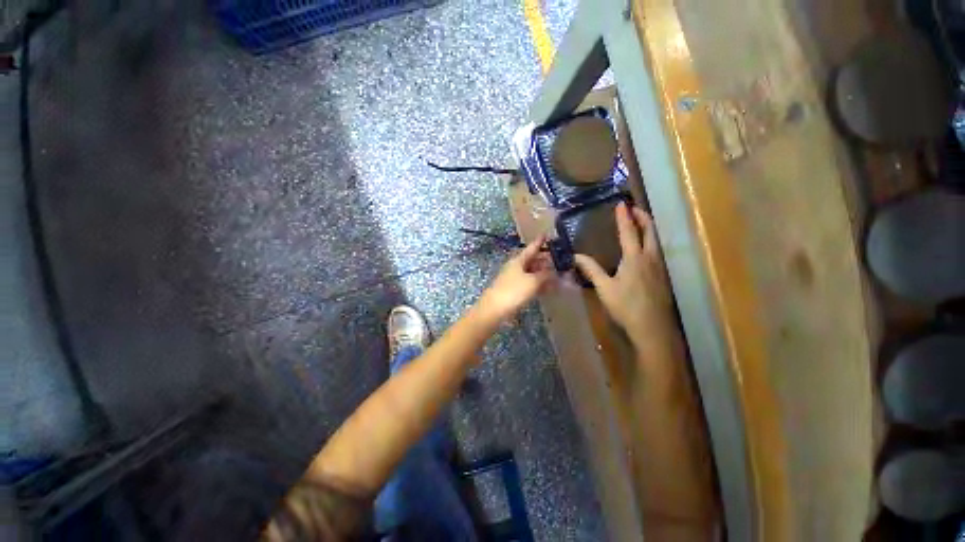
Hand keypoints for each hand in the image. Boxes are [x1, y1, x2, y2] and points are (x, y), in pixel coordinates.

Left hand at [477, 235, 555, 322]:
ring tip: (557, 277)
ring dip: (543, 274)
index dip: (540, 241)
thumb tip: (554, 272)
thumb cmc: (513, 291)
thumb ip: (546, 275)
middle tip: (559, 262)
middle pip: (532, 260)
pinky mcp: (513, 290)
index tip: (546, 234)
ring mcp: (514, 279)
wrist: (494, 309)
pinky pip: (529, 283)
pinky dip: (538, 284)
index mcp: (519, 260)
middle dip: (545, 261)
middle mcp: (516, 267)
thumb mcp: (533, 281)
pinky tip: (547, 289)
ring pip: (531, 273)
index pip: (532, 248)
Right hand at [574, 203, 673, 340]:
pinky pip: (656, 251)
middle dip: (642, 217)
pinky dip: (650, 241)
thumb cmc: (625, 306)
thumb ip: (591, 269)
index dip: (624, 217)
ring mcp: (658, 267)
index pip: (629, 232)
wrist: (652, 328)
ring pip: (656, 241)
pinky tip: (644, 249)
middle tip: (634, 208)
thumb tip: (575, 256)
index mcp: (634, 258)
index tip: (621, 203)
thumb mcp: (604, 288)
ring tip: (639, 223)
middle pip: (649, 231)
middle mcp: (649, 258)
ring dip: (648, 228)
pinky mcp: (661, 276)